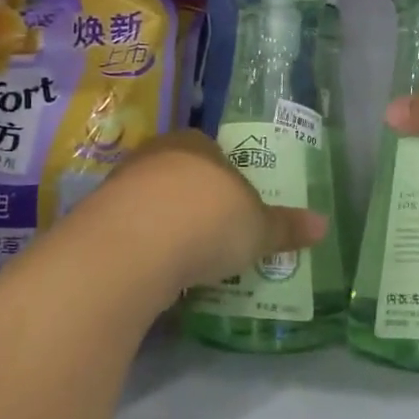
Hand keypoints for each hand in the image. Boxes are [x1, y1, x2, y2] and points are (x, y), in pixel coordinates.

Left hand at [84, 131, 324, 305]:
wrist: (133, 247)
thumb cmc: (208, 220)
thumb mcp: (258, 229)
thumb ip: (286, 226)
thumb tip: (324, 225)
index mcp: (196, 144)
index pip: (215, 154)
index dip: (229, 181)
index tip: (239, 211)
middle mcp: (155, 155)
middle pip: (182, 177)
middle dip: (197, 204)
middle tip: (216, 238)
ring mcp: (120, 186)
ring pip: (152, 204)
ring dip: (167, 228)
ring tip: (187, 263)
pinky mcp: (94, 222)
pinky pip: (128, 233)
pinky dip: (143, 250)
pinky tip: (156, 275)